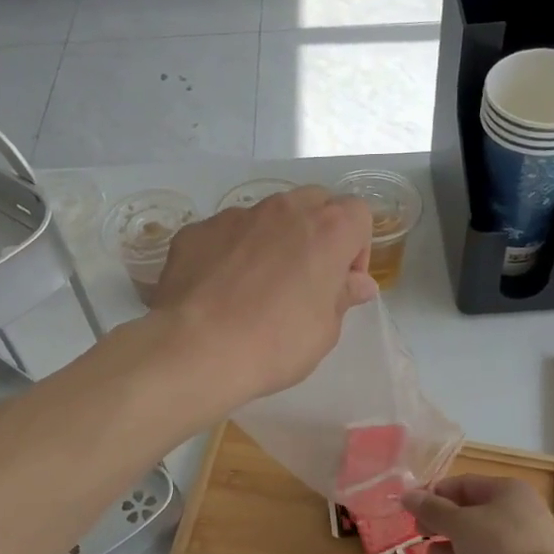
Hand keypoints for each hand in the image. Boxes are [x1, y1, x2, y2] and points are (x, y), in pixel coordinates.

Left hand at [148, 186, 376, 412]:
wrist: (195, 350)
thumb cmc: (275, 345)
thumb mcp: (324, 331)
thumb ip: (342, 297)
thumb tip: (356, 283)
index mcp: (327, 230)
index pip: (358, 214)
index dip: (356, 249)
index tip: (342, 283)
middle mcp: (283, 210)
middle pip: (314, 203)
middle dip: (317, 234)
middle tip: (304, 279)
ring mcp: (235, 216)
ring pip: (266, 216)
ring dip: (273, 240)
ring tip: (256, 287)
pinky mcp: (196, 231)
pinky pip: (225, 234)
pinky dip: (230, 253)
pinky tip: (219, 291)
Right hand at [402, 476, 553, 553]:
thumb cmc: (498, 548)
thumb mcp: (459, 524)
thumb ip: (431, 510)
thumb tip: (407, 495)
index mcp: (509, 492)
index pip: (464, 484)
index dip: (435, 494)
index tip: (412, 509)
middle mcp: (520, 514)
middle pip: (471, 514)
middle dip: (442, 526)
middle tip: (420, 535)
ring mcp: (524, 547)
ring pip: (480, 543)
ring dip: (453, 551)